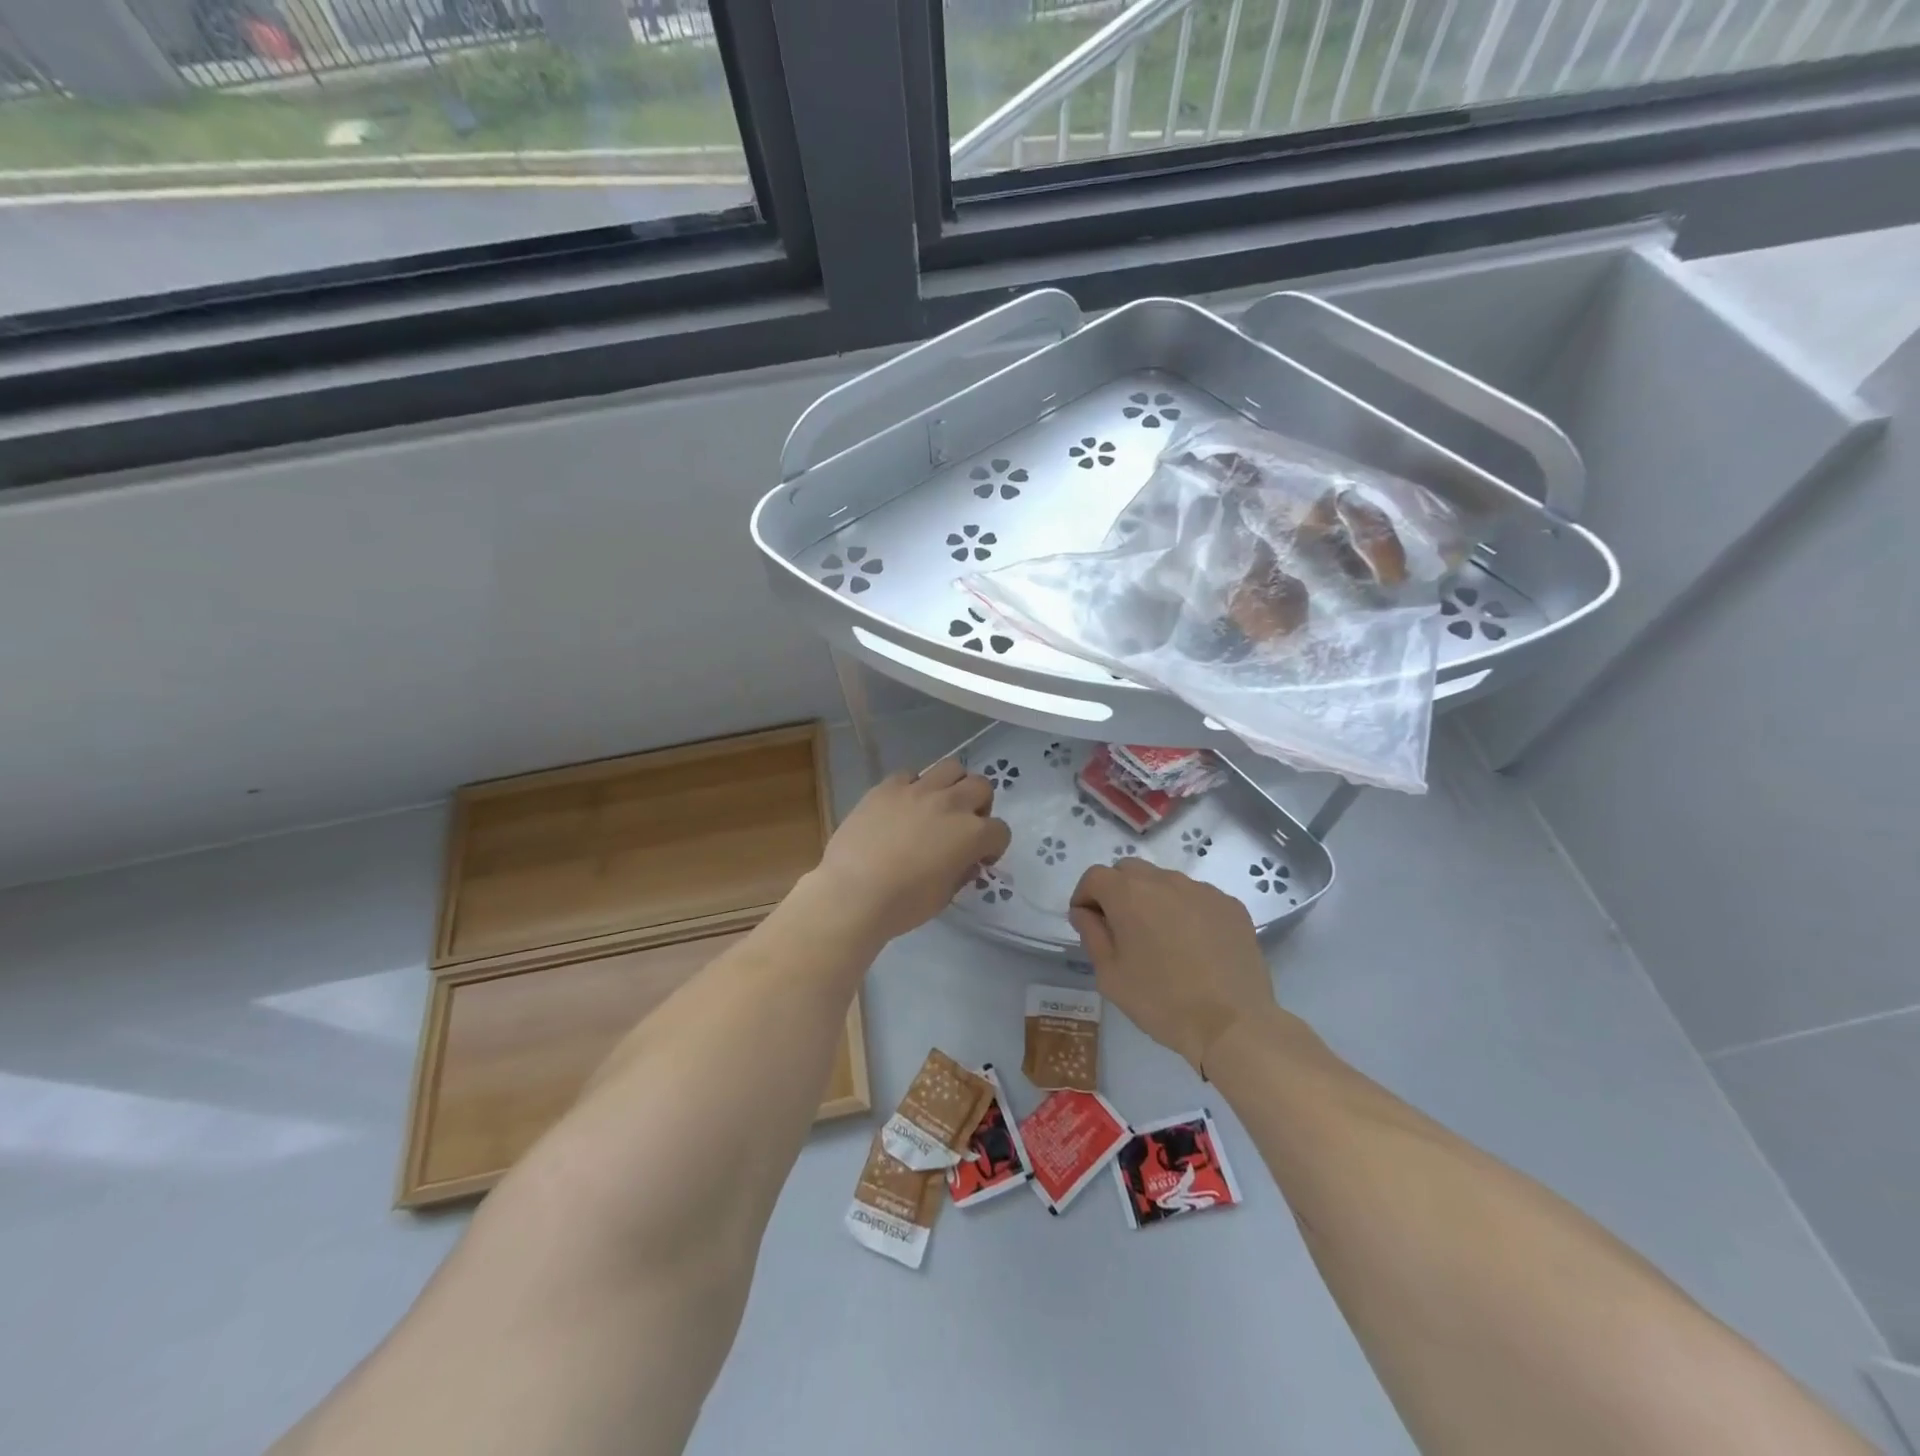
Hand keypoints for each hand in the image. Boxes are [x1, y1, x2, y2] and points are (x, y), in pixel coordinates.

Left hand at [814, 759, 1011, 943]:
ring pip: (951, 767)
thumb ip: (962, 871)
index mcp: (971, 834)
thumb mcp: (944, 896)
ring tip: (938, 805)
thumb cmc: (903, 904)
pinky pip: (910, 774)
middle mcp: (951, 804)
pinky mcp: (887, 787)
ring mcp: (918, 790)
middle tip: (963, 825)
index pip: (1000, 831)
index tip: (979, 859)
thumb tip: (966, 861)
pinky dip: (914, 787)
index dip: (993, 846)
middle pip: (981, 787)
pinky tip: (903, 806)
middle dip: (979, 805)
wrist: (853, 893)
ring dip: (952, 785)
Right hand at [1070, 859, 1274, 1075]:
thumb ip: (1092, 934)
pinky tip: (1194, 945)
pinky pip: (1197, 897)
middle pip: (1130, 871)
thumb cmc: (1161, 1002)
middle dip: (1117, 891)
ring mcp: (1202, 890)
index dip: (1085, 896)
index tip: (1088, 923)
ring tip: (1161, 938)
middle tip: (1121, 928)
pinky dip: (1186, 910)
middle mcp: (1165, 880)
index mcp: (1129, 894)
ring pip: (1165, 882)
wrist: (1233, 1025)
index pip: (1095, 876)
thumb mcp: (1110, 975)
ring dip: (1153, 899)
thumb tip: (1084, 912)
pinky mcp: (1230, 905)